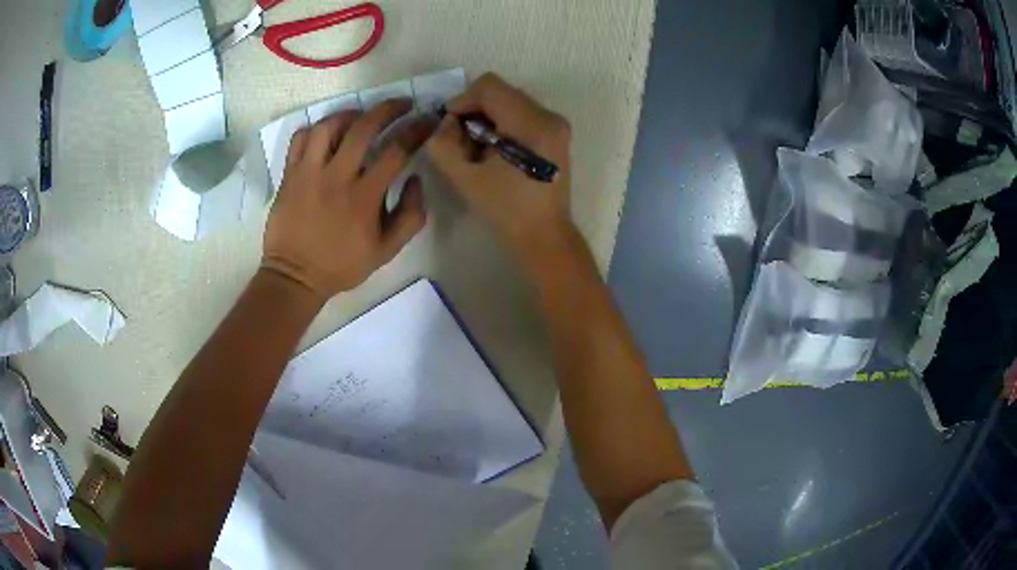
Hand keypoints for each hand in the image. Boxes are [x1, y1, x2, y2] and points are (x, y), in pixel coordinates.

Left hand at [262, 100, 428, 299]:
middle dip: (389, 109)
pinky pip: (300, 138)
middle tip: (402, 104)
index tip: (427, 121)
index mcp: (364, 196)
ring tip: (361, 116)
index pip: (396, 151)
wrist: (295, 276)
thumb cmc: (342, 265)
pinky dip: (316, 128)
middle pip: (364, 128)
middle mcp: (336, 177)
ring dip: (350, 114)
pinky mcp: (289, 175)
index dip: (416, 131)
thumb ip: (411, 215)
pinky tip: (327, 133)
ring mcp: (308, 173)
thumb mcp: (387, 251)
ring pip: (329, 126)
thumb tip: (416, 178)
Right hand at [425, 73, 572, 254]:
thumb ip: (443, 144)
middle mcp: (549, 116)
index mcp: (530, 124)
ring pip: (511, 101)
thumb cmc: (506, 210)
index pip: (489, 86)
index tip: (451, 126)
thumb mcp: (464, 178)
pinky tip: (496, 150)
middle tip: (462, 140)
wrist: (545, 235)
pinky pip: (522, 113)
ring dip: (488, 118)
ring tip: (478, 148)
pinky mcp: (557, 133)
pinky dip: (503, 124)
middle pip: (501, 92)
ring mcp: (556, 124)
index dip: (463, 100)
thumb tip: (445, 123)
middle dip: (474, 110)